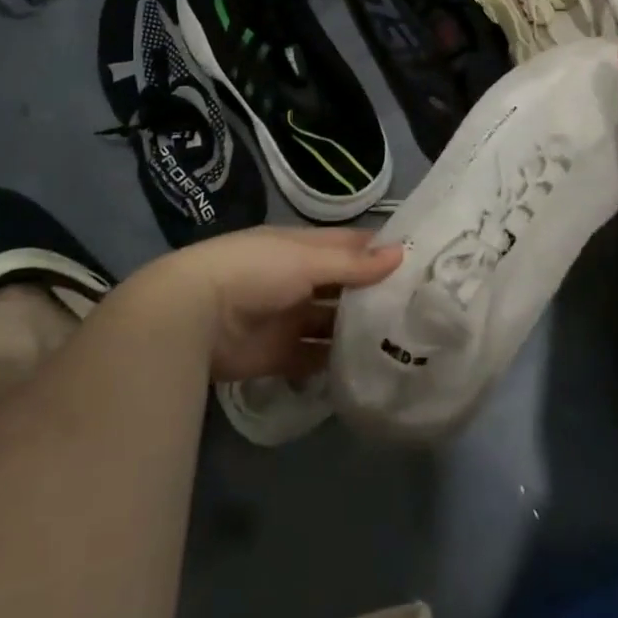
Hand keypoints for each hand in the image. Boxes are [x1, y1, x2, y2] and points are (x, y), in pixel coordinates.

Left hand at [157, 226, 402, 382]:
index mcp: (304, 248)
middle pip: (344, 287)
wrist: (195, 315)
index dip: (381, 252)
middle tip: (421, 311)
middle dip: (375, 296)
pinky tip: (367, 371)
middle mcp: (300, 279)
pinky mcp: (281, 355)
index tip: (421, 264)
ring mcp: (290, 318)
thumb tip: (400, 254)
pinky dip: (335, 365)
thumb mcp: (307, 260)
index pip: (350, 246)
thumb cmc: (256, 270)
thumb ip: (352, 263)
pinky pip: (315, 359)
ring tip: (402, 345)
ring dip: (358, 332)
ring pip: (332, 324)